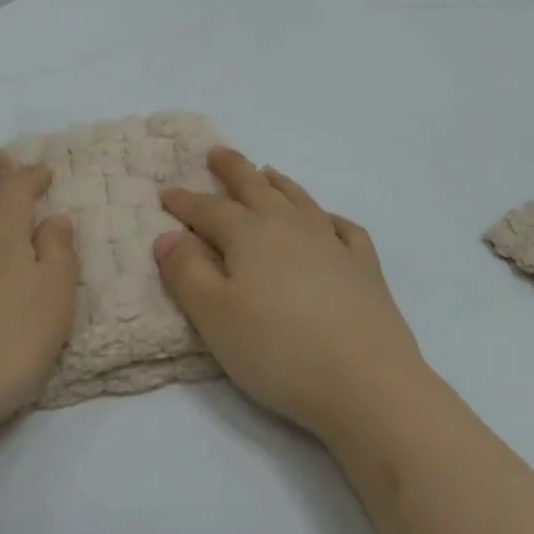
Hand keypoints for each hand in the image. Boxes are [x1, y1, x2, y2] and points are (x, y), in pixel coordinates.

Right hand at [153, 149, 425, 442]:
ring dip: (279, 184)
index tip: (166, 192)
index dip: (185, 201)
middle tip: (218, 152)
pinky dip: (329, 217)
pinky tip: (327, 222)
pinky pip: (344, 228)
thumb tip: (167, 235)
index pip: (210, 210)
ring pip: (299, 200)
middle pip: (256, 189)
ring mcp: (332, 242)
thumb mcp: (215, 317)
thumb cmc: (278, 350)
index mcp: (250, 235)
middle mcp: (291, 226)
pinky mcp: (364, 267)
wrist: (366, 380)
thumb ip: (186, 273)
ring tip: (267, 172)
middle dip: (234, 169)